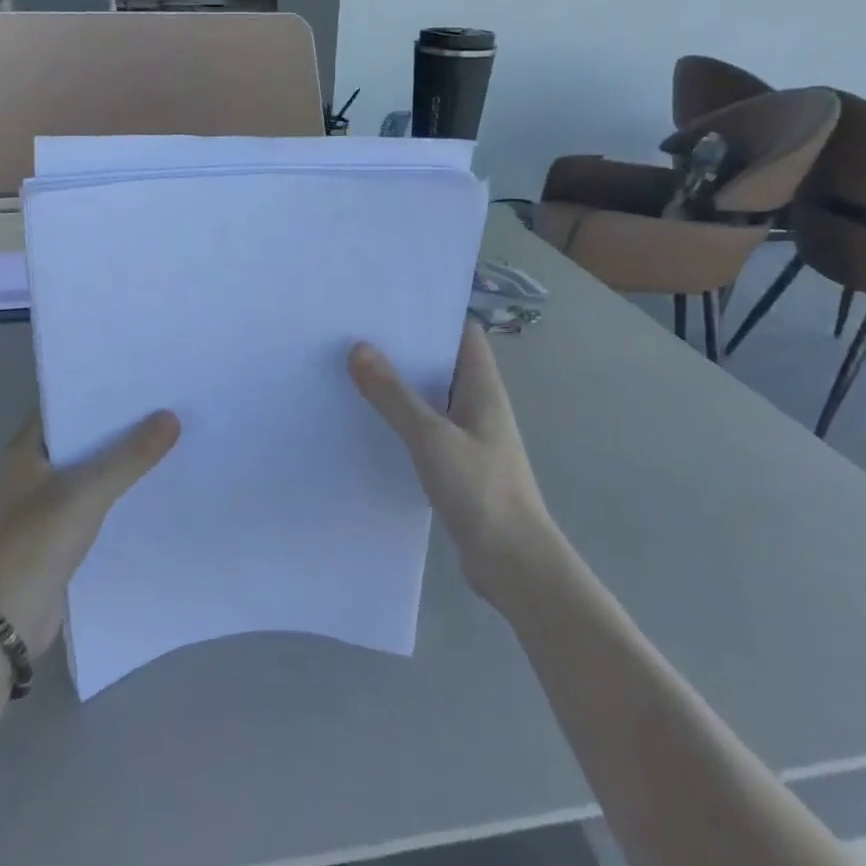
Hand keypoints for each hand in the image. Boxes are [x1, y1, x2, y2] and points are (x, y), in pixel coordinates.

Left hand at [0, 410, 179, 657]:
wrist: (6, 621)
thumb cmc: (36, 544)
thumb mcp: (86, 493)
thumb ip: (129, 457)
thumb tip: (171, 417)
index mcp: (27, 450)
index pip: (67, 405)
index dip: (102, 392)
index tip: (144, 380)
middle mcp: (34, 471)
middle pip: (84, 438)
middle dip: (121, 426)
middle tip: (169, 405)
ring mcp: (47, 504)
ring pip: (93, 472)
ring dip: (124, 462)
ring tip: (173, 440)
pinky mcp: (61, 534)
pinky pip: (97, 503)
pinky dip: (121, 494)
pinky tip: (156, 487)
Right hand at [349, 322, 557, 603]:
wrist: (512, 562)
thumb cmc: (480, 489)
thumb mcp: (431, 437)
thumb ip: (394, 395)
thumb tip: (359, 348)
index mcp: (482, 388)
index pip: (462, 333)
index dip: (432, 314)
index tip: (390, 304)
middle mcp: (478, 405)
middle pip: (442, 362)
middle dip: (405, 348)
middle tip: (357, 333)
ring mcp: (468, 436)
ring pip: (430, 397)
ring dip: (400, 386)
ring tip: (353, 370)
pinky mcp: (456, 464)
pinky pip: (425, 429)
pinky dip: (401, 420)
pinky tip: (369, 423)